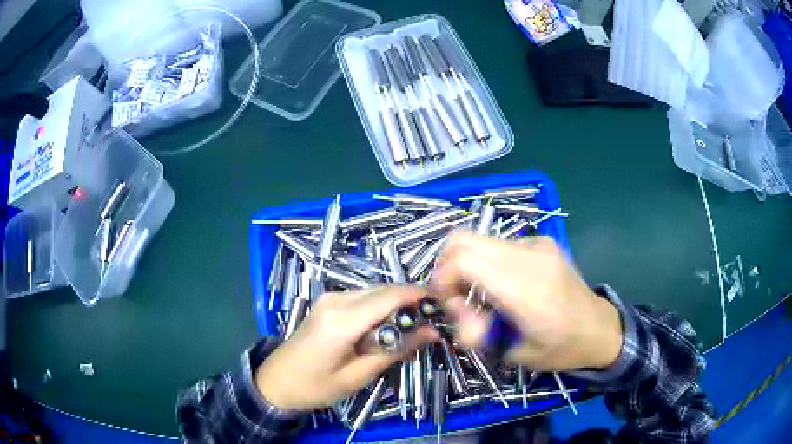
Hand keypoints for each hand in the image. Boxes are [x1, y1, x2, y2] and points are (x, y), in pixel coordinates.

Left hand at [255, 286, 436, 410]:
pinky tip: (385, 329)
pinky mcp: (328, 302)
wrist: (276, 381)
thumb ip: (396, 351)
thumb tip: (432, 333)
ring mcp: (330, 298)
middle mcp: (336, 299)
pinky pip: (362, 298)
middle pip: (383, 290)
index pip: (390, 296)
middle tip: (431, 323)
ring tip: (411, 330)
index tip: (443, 306)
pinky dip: (380, 308)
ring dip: (395, 306)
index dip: (419, 297)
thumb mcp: (359, 375)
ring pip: (374, 292)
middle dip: (410, 302)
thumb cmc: (315, 386)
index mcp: (342, 319)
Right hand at [430, 231, 622, 371]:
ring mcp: (538, 244)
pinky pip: (499, 244)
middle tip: (455, 295)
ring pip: (479, 239)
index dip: (442, 278)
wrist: (599, 328)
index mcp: (525, 290)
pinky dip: (488, 262)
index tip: (447, 303)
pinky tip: (505, 285)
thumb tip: (454, 308)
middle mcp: (530, 257)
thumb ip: (476, 331)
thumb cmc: (559, 348)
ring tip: (481, 294)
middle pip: (463, 239)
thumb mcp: (513, 352)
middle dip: (447, 266)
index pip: (464, 260)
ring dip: (468, 264)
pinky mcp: (542, 241)